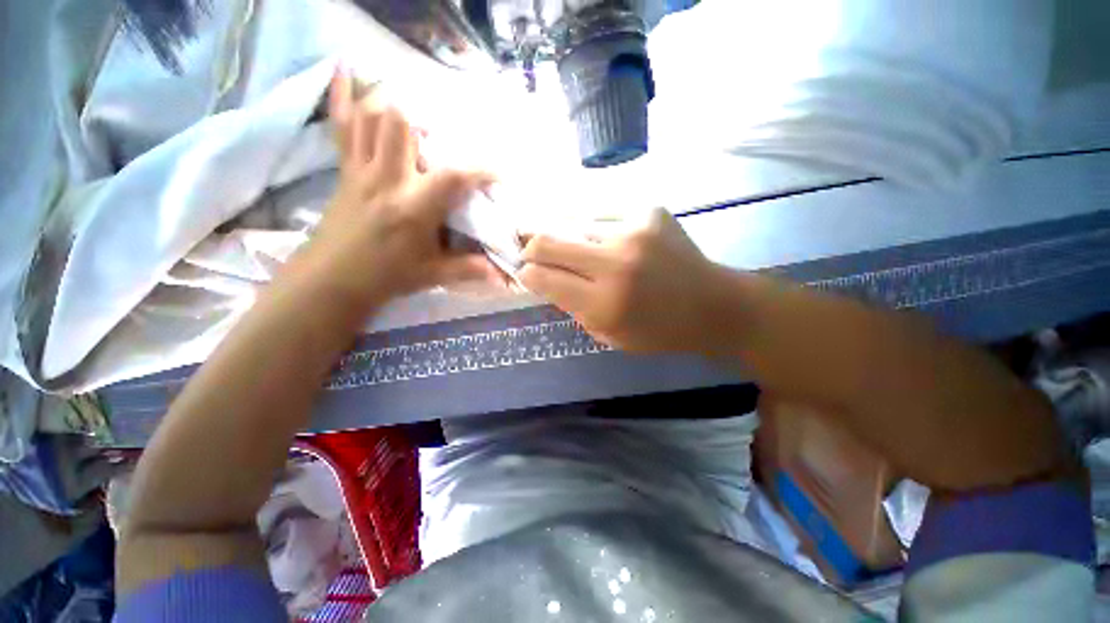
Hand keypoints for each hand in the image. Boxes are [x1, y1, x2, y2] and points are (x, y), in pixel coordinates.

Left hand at [294, 67, 503, 309]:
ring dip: (394, 104)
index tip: (499, 172)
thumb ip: (469, 269)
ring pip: (371, 116)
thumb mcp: (434, 274)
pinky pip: (341, 124)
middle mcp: (387, 180)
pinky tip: (347, 69)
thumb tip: (503, 277)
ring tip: (414, 109)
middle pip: (400, 122)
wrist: (333, 278)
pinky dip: (344, 96)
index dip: (480, 169)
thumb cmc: (389, 276)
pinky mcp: (345, 169)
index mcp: (413, 209)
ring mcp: (362, 169)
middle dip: (428, 120)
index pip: (453, 177)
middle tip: (445, 137)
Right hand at [518, 209, 722, 354]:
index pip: (541, 276)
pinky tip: (609, 242)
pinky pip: (601, 214)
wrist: (713, 304)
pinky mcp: (648, 210)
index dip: (527, 273)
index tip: (528, 273)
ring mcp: (633, 229)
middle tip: (537, 255)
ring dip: (568, 238)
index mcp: (604, 303)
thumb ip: (572, 305)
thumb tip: (545, 277)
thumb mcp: (608, 334)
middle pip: (546, 240)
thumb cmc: (658, 331)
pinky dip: (595, 229)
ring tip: (582, 251)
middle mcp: (615, 262)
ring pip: (572, 222)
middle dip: (532, 248)